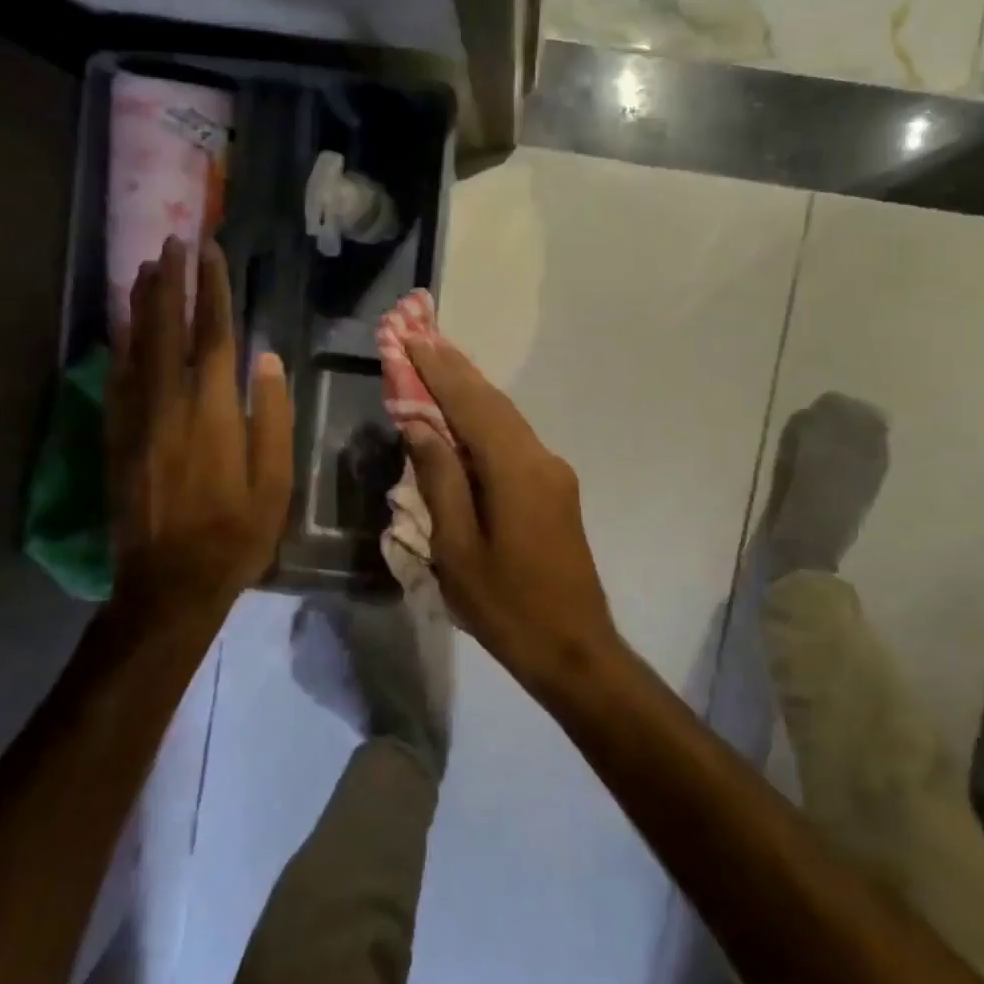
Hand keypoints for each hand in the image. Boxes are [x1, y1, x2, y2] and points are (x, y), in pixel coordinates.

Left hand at [108, 237, 292, 618]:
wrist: (169, 583)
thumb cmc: (236, 533)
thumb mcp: (274, 481)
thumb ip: (272, 416)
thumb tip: (267, 359)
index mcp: (213, 411)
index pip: (213, 335)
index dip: (212, 290)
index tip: (211, 253)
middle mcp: (168, 404)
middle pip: (167, 329)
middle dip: (171, 282)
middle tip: (173, 242)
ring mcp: (135, 420)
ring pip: (136, 348)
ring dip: (142, 304)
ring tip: (146, 268)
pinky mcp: (115, 439)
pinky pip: (116, 379)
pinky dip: (121, 346)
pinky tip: (124, 328)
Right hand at [402, 339, 620, 691]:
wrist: (573, 647)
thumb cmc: (506, 605)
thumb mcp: (457, 547)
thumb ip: (440, 479)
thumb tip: (421, 425)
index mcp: (516, 470)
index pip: (471, 404)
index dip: (438, 370)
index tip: (410, 337)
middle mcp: (541, 458)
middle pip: (492, 402)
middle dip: (455, 368)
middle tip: (420, 335)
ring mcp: (553, 472)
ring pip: (505, 418)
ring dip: (469, 390)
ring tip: (435, 363)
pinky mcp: (555, 488)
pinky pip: (513, 440)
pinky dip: (484, 419)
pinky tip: (462, 415)